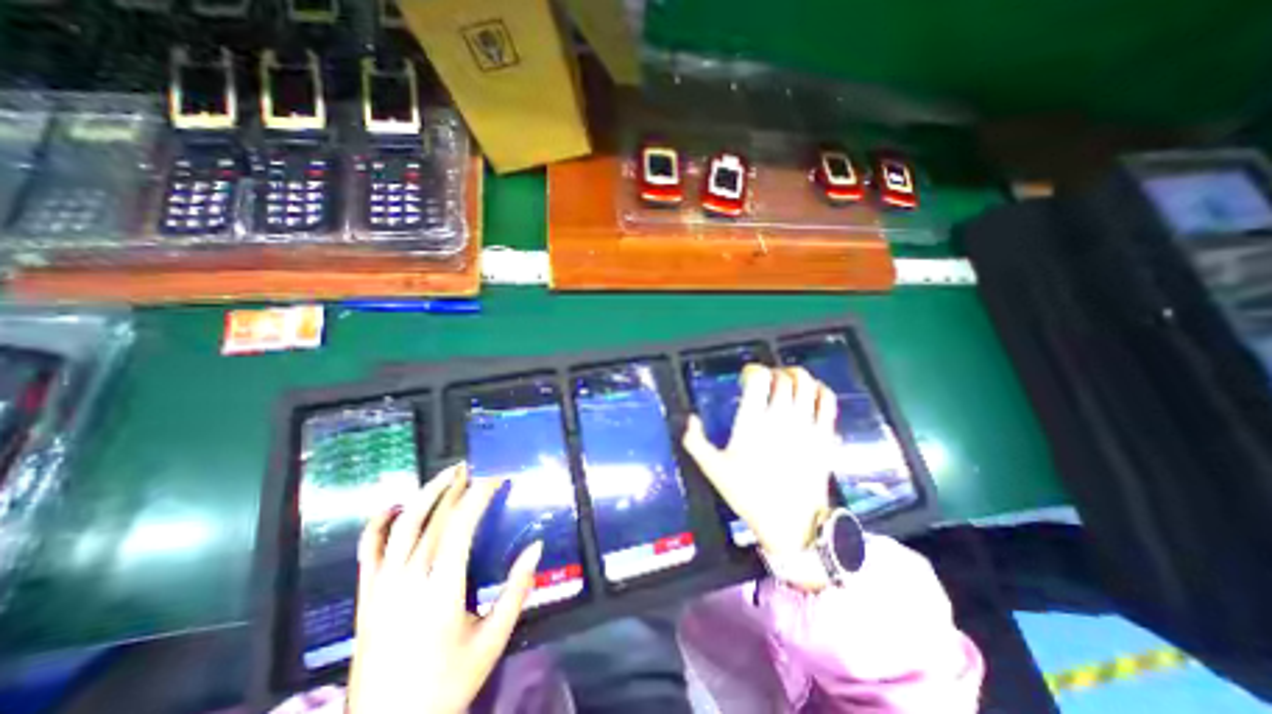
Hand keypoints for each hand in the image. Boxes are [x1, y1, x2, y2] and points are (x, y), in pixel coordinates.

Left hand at [349, 463, 543, 713]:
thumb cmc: (448, 683)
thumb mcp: (493, 639)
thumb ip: (517, 589)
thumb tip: (537, 546)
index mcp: (442, 588)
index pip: (461, 525)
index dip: (479, 494)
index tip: (496, 477)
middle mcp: (409, 580)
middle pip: (435, 519)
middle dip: (457, 488)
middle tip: (474, 468)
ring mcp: (382, 587)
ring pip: (402, 526)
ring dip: (425, 494)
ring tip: (445, 475)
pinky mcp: (365, 597)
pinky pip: (367, 551)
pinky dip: (378, 524)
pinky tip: (393, 505)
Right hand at [682, 365, 843, 561]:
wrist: (791, 524)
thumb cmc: (749, 494)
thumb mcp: (713, 469)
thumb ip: (695, 442)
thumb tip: (691, 419)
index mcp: (753, 421)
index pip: (758, 378)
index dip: (752, 370)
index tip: (746, 378)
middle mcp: (781, 417)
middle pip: (783, 377)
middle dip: (773, 372)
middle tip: (766, 381)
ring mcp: (807, 425)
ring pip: (807, 383)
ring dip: (796, 375)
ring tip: (787, 380)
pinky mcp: (825, 436)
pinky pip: (828, 401)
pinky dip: (820, 389)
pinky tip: (812, 393)